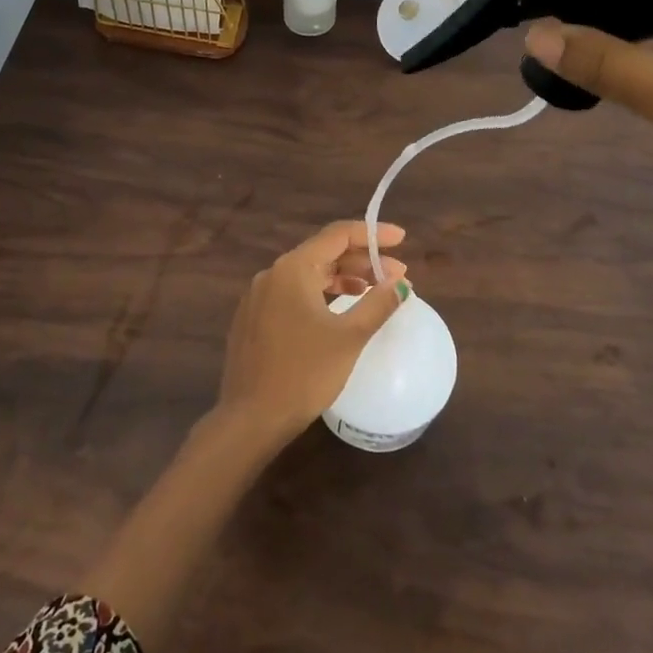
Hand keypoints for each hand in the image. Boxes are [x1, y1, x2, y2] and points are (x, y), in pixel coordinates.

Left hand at [214, 221, 409, 442]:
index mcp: (292, 269)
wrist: (251, 418)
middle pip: (323, 253)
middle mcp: (272, 274)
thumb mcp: (349, 338)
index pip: (338, 235)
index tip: (401, 239)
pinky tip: (339, 311)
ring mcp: (259, 296)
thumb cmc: (304, 374)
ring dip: (343, 279)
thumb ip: (378, 304)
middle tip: (397, 275)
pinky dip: (322, 295)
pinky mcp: (254, 319)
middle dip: (362, 261)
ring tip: (374, 291)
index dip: (372, 234)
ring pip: (308, 275)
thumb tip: (401, 283)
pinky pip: (294, 294)